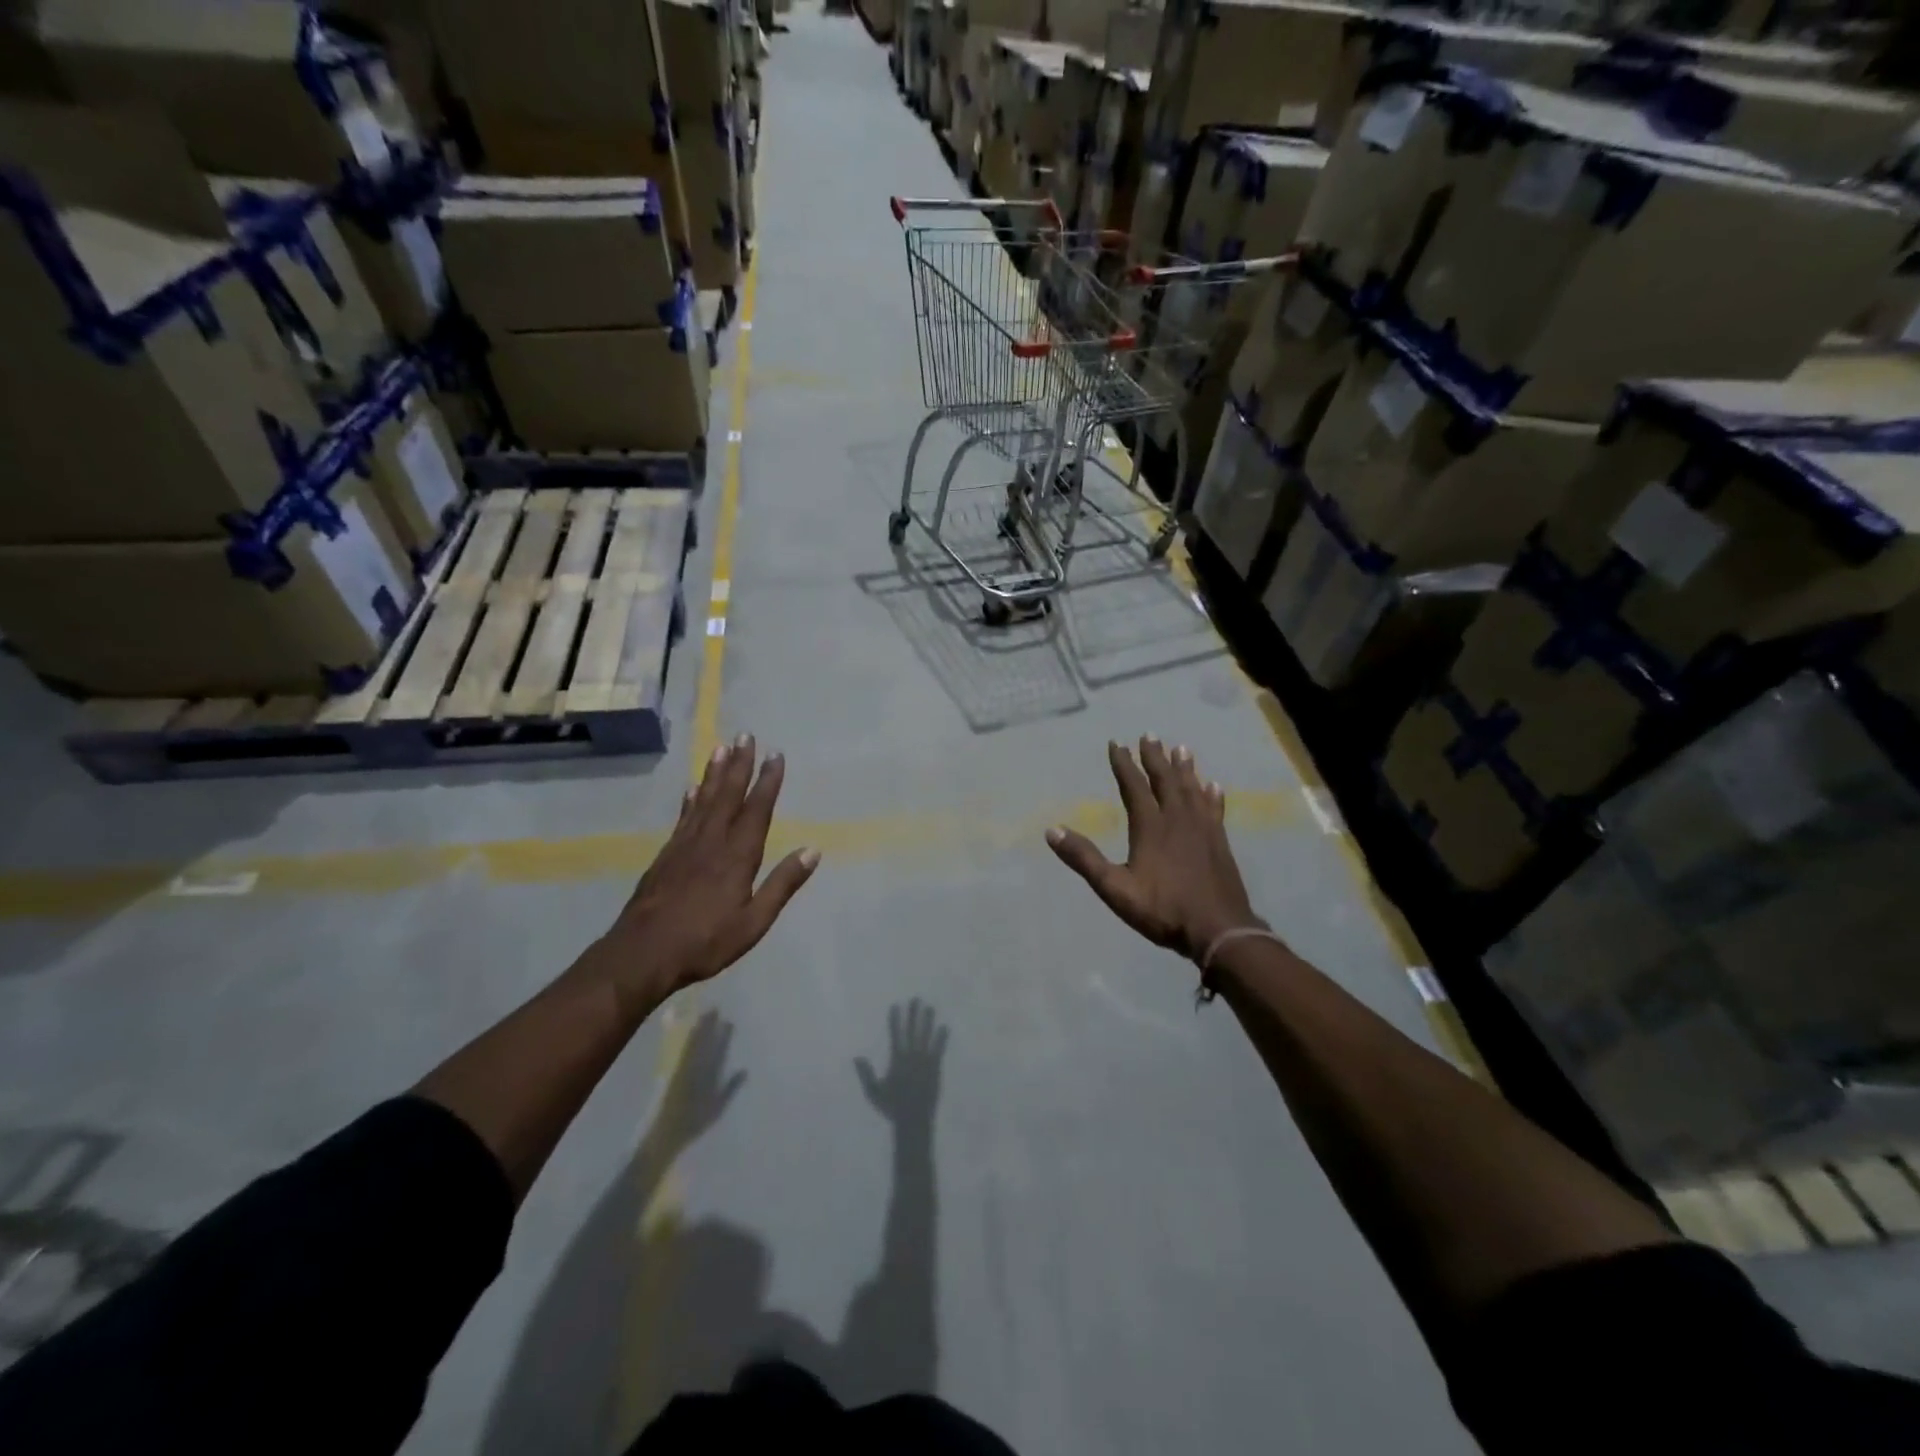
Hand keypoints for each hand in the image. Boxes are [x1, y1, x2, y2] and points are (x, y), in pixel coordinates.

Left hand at [596, 735, 819, 1006]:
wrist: (642, 954)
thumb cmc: (705, 942)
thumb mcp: (754, 921)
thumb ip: (782, 884)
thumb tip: (812, 850)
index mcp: (738, 856)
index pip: (757, 809)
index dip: (767, 781)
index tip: (775, 755)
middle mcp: (712, 841)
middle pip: (728, 795)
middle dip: (740, 764)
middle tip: (746, 734)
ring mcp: (685, 846)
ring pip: (704, 800)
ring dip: (715, 773)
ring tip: (722, 748)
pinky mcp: (666, 855)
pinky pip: (684, 817)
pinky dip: (691, 799)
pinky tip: (693, 789)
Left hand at [656, 1010, 747, 1152]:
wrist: (665, 1134)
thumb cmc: (694, 1123)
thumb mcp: (718, 1108)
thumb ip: (731, 1088)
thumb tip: (745, 1069)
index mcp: (709, 1076)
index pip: (719, 1051)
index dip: (723, 1036)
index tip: (728, 1021)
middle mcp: (696, 1068)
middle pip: (704, 1043)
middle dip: (709, 1026)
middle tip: (714, 1009)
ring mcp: (682, 1069)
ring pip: (692, 1044)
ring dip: (698, 1028)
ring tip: (702, 1015)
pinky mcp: (671, 1072)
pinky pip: (680, 1050)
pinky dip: (684, 1039)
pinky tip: (686, 1032)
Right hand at [856, 999, 947, 1131]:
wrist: (914, 1120)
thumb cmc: (892, 1107)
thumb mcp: (874, 1092)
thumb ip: (866, 1074)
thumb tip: (857, 1057)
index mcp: (897, 1060)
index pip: (895, 1035)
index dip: (895, 1020)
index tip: (896, 1005)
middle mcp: (911, 1057)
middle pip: (912, 1031)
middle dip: (913, 1015)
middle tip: (916, 999)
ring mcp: (925, 1062)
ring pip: (926, 1037)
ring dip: (928, 1022)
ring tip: (930, 1008)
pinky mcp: (935, 1068)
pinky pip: (939, 1049)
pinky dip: (941, 1038)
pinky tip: (944, 1027)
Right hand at [1046, 737, 1262, 961]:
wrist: (1219, 930)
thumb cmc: (1163, 909)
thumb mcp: (1115, 888)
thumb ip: (1084, 859)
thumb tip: (1051, 830)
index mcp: (1150, 827)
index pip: (1134, 786)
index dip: (1124, 764)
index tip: (1117, 743)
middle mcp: (1177, 819)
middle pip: (1165, 780)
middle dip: (1155, 757)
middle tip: (1150, 735)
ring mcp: (1202, 829)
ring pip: (1191, 789)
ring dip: (1184, 768)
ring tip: (1181, 748)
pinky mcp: (1219, 842)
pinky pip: (1214, 809)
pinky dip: (1211, 795)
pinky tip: (1213, 786)